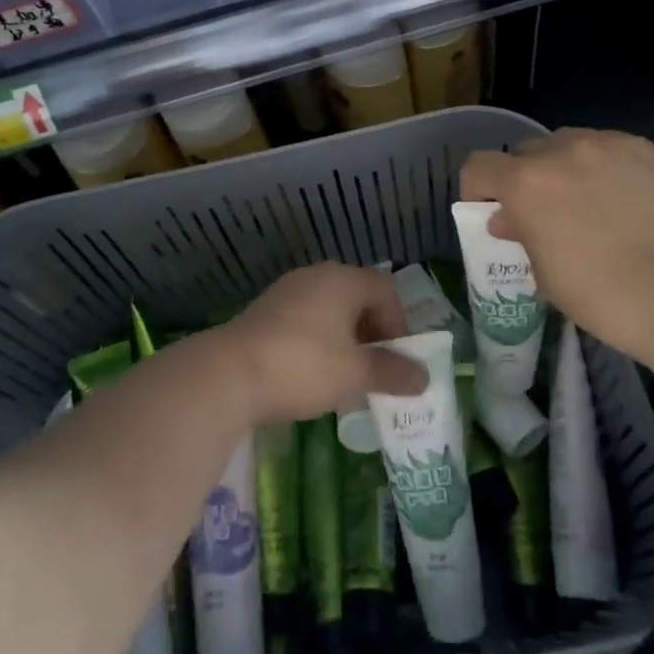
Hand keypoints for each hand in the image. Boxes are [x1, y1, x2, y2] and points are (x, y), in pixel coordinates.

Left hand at [213, 263, 423, 423]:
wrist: (228, 374)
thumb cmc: (303, 365)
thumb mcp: (355, 373)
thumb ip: (392, 372)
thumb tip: (425, 377)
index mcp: (343, 279)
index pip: (386, 288)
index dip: (399, 322)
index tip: (397, 358)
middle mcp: (316, 276)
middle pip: (358, 297)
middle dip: (373, 333)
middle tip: (376, 368)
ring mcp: (287, 291)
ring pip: (330, 310)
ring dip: (346, 340)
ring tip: (347, 376)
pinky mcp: (265, 312)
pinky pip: (305, 320)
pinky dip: (319, 342)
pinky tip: (312, 374)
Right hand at [459, 129, 653, 376]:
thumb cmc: (606, 298)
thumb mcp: (547, 276)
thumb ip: (521, 235)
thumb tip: (509, 218)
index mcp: (528, 183)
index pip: (479, 166)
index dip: (478, 189)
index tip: (492, 212)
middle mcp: (565, 150)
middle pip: (527, 152)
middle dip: (527, 179)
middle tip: (546, 213)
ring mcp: (613, 144)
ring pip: (572, 144)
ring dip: (567, 168)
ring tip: (591, 203)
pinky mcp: (653, 151)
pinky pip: (615, 151)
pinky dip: (609, 169)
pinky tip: (631, 203)